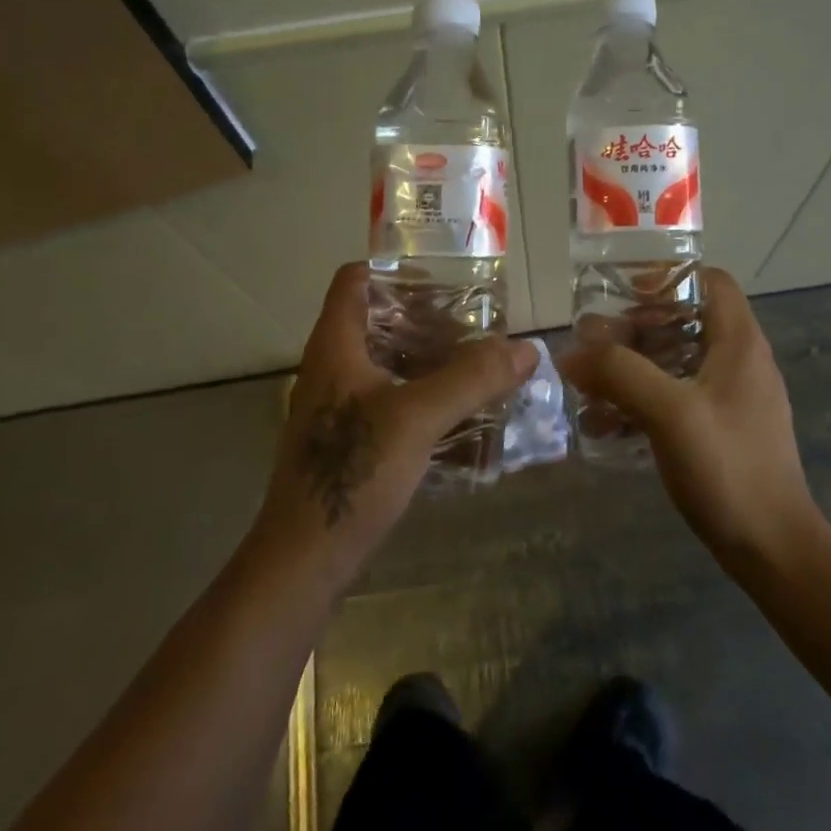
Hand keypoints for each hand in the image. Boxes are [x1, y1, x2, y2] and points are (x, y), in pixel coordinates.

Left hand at [253, 263, 537, 582]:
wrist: (304, 561)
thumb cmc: (353, 472)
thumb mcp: (418, 417)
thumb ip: (471, 379)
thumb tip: (526, 348)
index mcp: (336, 344)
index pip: (356, 279)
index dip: (396, 269)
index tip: (445, 279)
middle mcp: (334, 366)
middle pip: (379, 319)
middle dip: (429, 318)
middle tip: (477, 325)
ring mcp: (339, 406)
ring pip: (389, 363)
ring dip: (431, 360)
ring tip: (479, 365)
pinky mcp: (349, 441)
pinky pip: (392, 401)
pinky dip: (425, 397)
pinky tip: (462, 415)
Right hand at [559, 268, 825, 569]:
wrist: (774, 551)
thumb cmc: (728, 467)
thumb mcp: (668, 411)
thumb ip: (618, 373)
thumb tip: (571, 352)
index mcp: (739, 343)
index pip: (710, 281)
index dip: (668, 278)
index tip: (624, 295)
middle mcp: (740, 362)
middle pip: (686, 320)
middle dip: (637, 328)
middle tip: (597, 343)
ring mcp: (733, 399)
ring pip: (678, 361)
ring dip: (634, 367)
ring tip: (593, 384)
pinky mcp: (723, 431)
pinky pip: (678, 398)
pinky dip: (644, 400)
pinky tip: (608, 425)